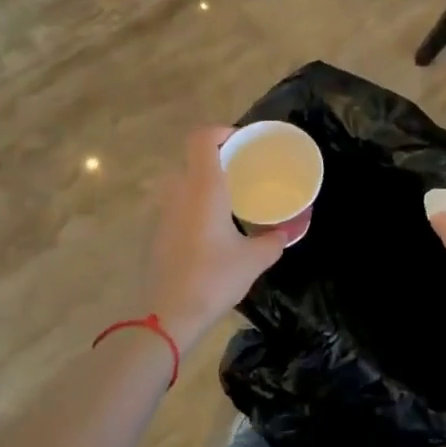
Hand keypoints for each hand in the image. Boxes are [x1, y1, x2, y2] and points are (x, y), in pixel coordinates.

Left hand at [141, 128, 289, 352]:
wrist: (169, 315)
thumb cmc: (214, 277)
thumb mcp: (254, 259)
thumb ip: (273, 240)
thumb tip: (286, 233)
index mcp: (203, 187)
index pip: (202, 138)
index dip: (221, 131)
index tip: (242, 142)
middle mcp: (180, 192)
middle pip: (193, 158)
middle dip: (218, 158)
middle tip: (242, 170)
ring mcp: (165, 212)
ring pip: (184, 182)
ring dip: (205, 183)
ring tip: (230, 199)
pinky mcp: (158, 232)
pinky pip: (178, 204)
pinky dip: (195, 205)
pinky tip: (213, 228)